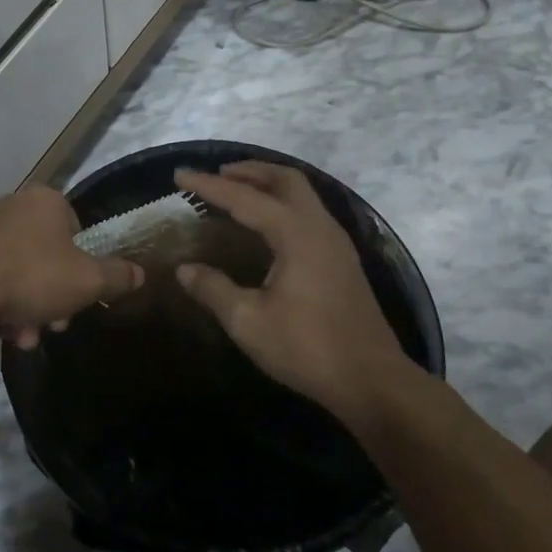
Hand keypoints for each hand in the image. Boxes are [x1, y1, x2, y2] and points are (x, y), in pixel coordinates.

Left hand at [0, 187, 142, 347]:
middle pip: (47, 255)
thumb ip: (117, 276)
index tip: (81, 296)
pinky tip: (2, 331)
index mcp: (46, 201)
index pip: (76, 229)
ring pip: (20, 272)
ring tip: (25, 337)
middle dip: (54, 295)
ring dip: (29, 307)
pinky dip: (1, 304)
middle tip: (54, 324)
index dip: (83, 266)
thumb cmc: (32, 276)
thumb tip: (140, 273)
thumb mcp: (88, 281)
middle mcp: (12, 206)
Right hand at [173, 163, 416, 426]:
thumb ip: (213, 289)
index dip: (208, 186)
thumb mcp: (248, 321)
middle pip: (285, 179)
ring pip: (302, 194)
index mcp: (295, 233)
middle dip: (248, 171)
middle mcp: (319, 226)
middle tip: (216, 175)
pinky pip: (309, 212)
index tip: (180, 175)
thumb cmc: (307, 348)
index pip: (244, 198)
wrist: (371, 380)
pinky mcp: (342, 259)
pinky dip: (283, 203)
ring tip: (238, 191)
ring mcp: (336, 242)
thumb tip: (183, 269)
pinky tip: (267, 224)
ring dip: (268, 185)